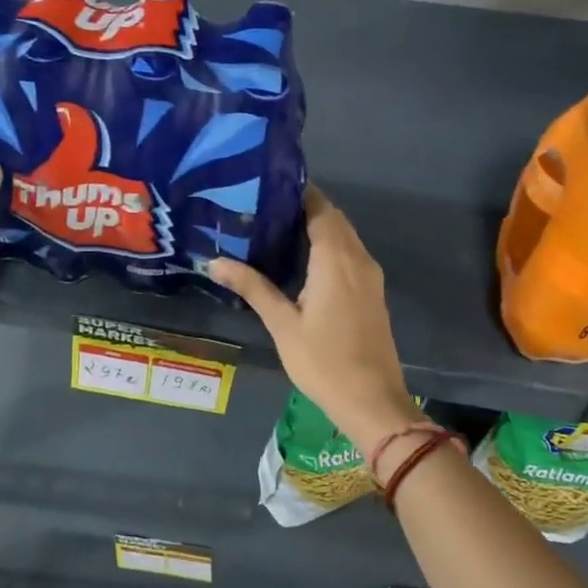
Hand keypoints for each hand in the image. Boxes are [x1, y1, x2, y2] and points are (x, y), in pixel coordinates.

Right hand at [210, 187, 416, 456]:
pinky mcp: (373, 292)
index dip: (297, 193)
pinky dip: (329, 246)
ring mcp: (370, 276)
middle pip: (333, 219)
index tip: (266, 187)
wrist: (372, 401)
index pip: (320, 208)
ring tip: (277, 229)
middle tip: (263, 208)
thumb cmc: (324, 362)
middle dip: (303, 208)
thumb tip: (214, 262)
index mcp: (336, 259)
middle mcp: (358, 258)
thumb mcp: (283, 324)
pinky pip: (351, 254)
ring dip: (318, 227)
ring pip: (344, 236)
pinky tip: (302, 260)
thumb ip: (252, 287)